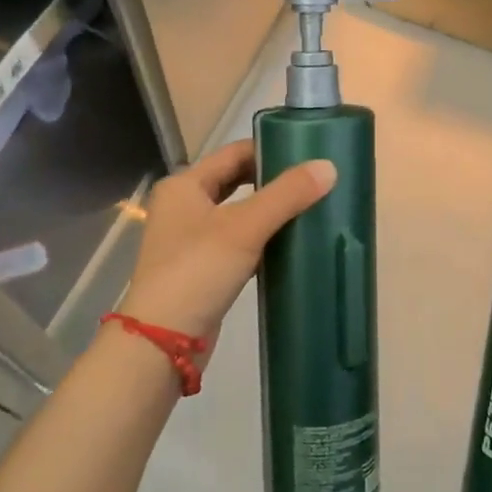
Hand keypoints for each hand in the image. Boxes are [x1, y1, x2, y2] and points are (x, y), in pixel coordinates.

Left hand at [118, 139, 336, 348]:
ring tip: (311, 207)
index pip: (234, 153)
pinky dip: (263, 239)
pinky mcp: (203, 269)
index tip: (308, 152)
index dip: (270, 149)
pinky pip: (239, 243)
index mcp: (185, 185)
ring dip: (270, 211)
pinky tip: (291, 244)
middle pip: (236, 181)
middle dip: (273, 180)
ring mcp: (191, 240)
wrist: (162, 342)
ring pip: (239, 214)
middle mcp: (184, 206)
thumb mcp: (244, 228)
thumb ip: (286, 195)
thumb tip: (329, 167)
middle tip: (314, 180)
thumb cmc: (197, 271)